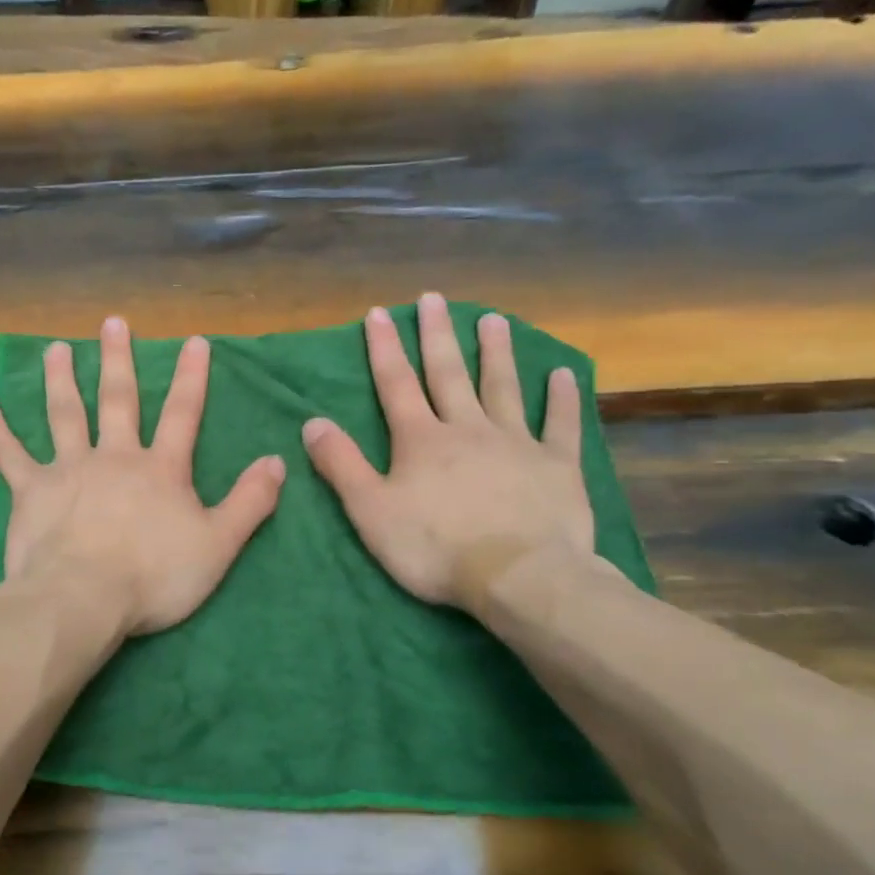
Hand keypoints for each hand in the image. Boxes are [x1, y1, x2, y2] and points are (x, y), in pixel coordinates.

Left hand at [0, 316, 286, 636]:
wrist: (84, 598)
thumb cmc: (155, 576)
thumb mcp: (218, 545)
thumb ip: (250, 502)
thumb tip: (278, 461)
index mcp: (161, 469)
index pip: (182, 414)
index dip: (191, 378)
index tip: (194, 341)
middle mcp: (115, 457)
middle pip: (118, 400)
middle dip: (119, 360)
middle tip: (112, 322)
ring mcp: (69, 469)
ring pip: (65, 414)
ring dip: (61, 379)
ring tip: (57, 348)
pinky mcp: (31, 491)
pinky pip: (10, 454)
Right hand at [302, 293, 595, 609]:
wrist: (518, 576)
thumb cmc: (434, 547)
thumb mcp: (371, 511)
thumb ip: (341, 465)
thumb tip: (312, 422)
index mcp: (421, 440)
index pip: (396, 385)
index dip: (384, 348)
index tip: (379, 313)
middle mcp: (468, 429)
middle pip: (449, 374)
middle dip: (438, 335)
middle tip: (434, 298)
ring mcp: (516, 443)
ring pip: (503, 388)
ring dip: (496, 353)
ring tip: (493, 320)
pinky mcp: (557, 466)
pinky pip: (560, 424)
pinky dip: (562, 398)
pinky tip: (562, 374)